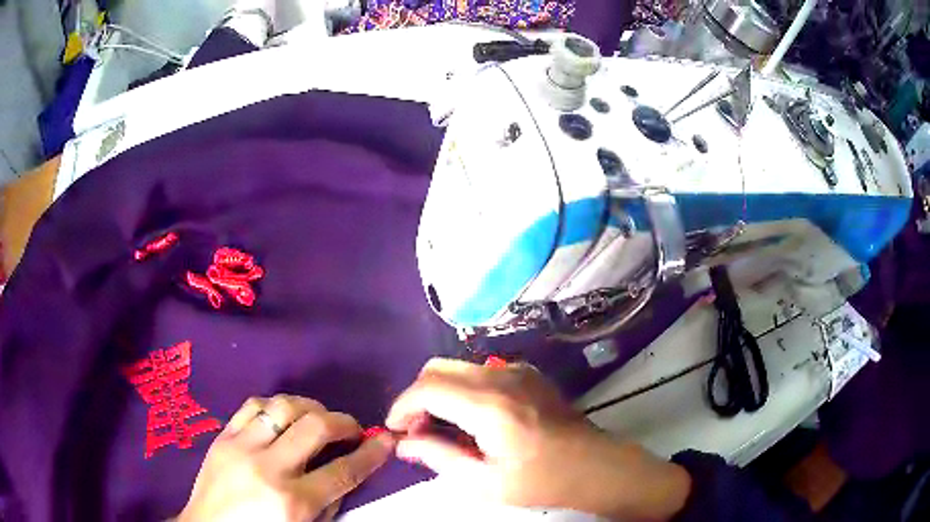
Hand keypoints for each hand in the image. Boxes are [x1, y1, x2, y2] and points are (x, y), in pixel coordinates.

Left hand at [178, 394, 394, 521]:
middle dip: (344, 422)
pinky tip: (283, 416)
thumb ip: (328, 504)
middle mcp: (267, 467)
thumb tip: (345, 474)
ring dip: (310, 408)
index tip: (386, 441)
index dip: (371, 454)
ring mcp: (240, 447)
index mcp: (292, 501)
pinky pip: (252, 406)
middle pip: (315, 427)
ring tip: (319, 418)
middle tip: (353, 429)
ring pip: (282, 407)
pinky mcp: (222, 436)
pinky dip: (275, 406)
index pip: (343, 471)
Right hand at [387, 359, 690, 520]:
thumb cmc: (541, 481)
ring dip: (439, 392)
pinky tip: (470, 419)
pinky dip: (462, 389)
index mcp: (490, 406)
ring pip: (458, 367)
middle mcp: (501, 376)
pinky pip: (480, 371)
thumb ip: (438, 458)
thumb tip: (402, 444)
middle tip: (417, 431)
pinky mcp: (527, 373)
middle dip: (417, 396)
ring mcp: (518, 370)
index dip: (402, 406)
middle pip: (438, 368)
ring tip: (442, 428)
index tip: (393, 429)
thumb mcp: (484, 481)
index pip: (428, 388)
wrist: (593, 466)